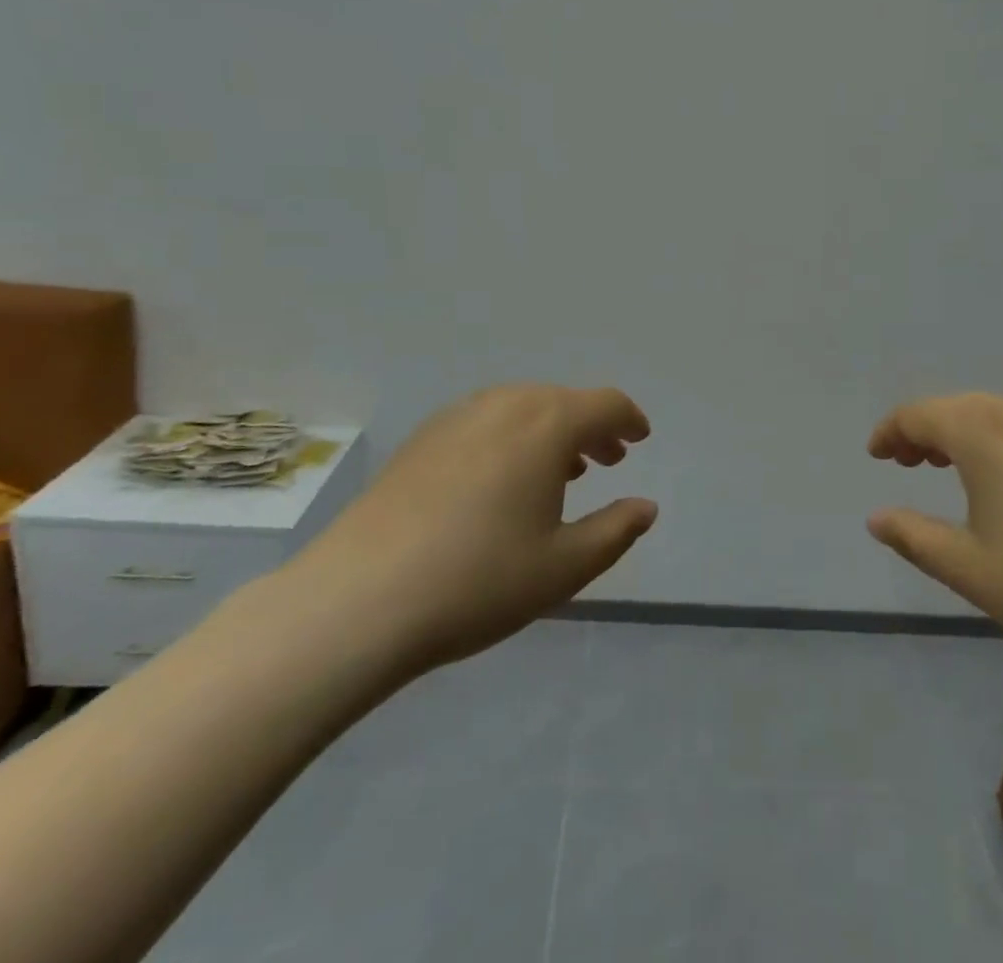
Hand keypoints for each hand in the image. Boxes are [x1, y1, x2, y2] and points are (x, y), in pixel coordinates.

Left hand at [286, 385, 656, 683]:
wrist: (356, 601)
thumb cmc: (478, 580)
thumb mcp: (565, 566)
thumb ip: (616, 531)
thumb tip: (646, 507)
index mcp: (547, 424)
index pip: (605, 404)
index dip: (629, 419)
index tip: (640, 438)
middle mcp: (505, 404)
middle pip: (563, 401)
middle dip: (592, 427)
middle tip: (607, 460)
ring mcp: (456, 417)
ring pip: (522, 409)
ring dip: (552, 432)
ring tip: (560, 471)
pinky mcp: (421, 439)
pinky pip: (486, 422)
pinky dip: (512, 438)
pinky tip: (502, 480)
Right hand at [866, 393, 1002, 678]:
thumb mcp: (967, 568)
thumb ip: (914, 537)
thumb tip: (876, 519)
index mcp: (982, 432)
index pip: (919, 414)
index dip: (891, 432)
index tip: (875, 456)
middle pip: (958, 408)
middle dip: (925, 430)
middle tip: (906, 462)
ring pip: (998, 417)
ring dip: (965, 434)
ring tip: (949, 466)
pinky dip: (1002, 445)